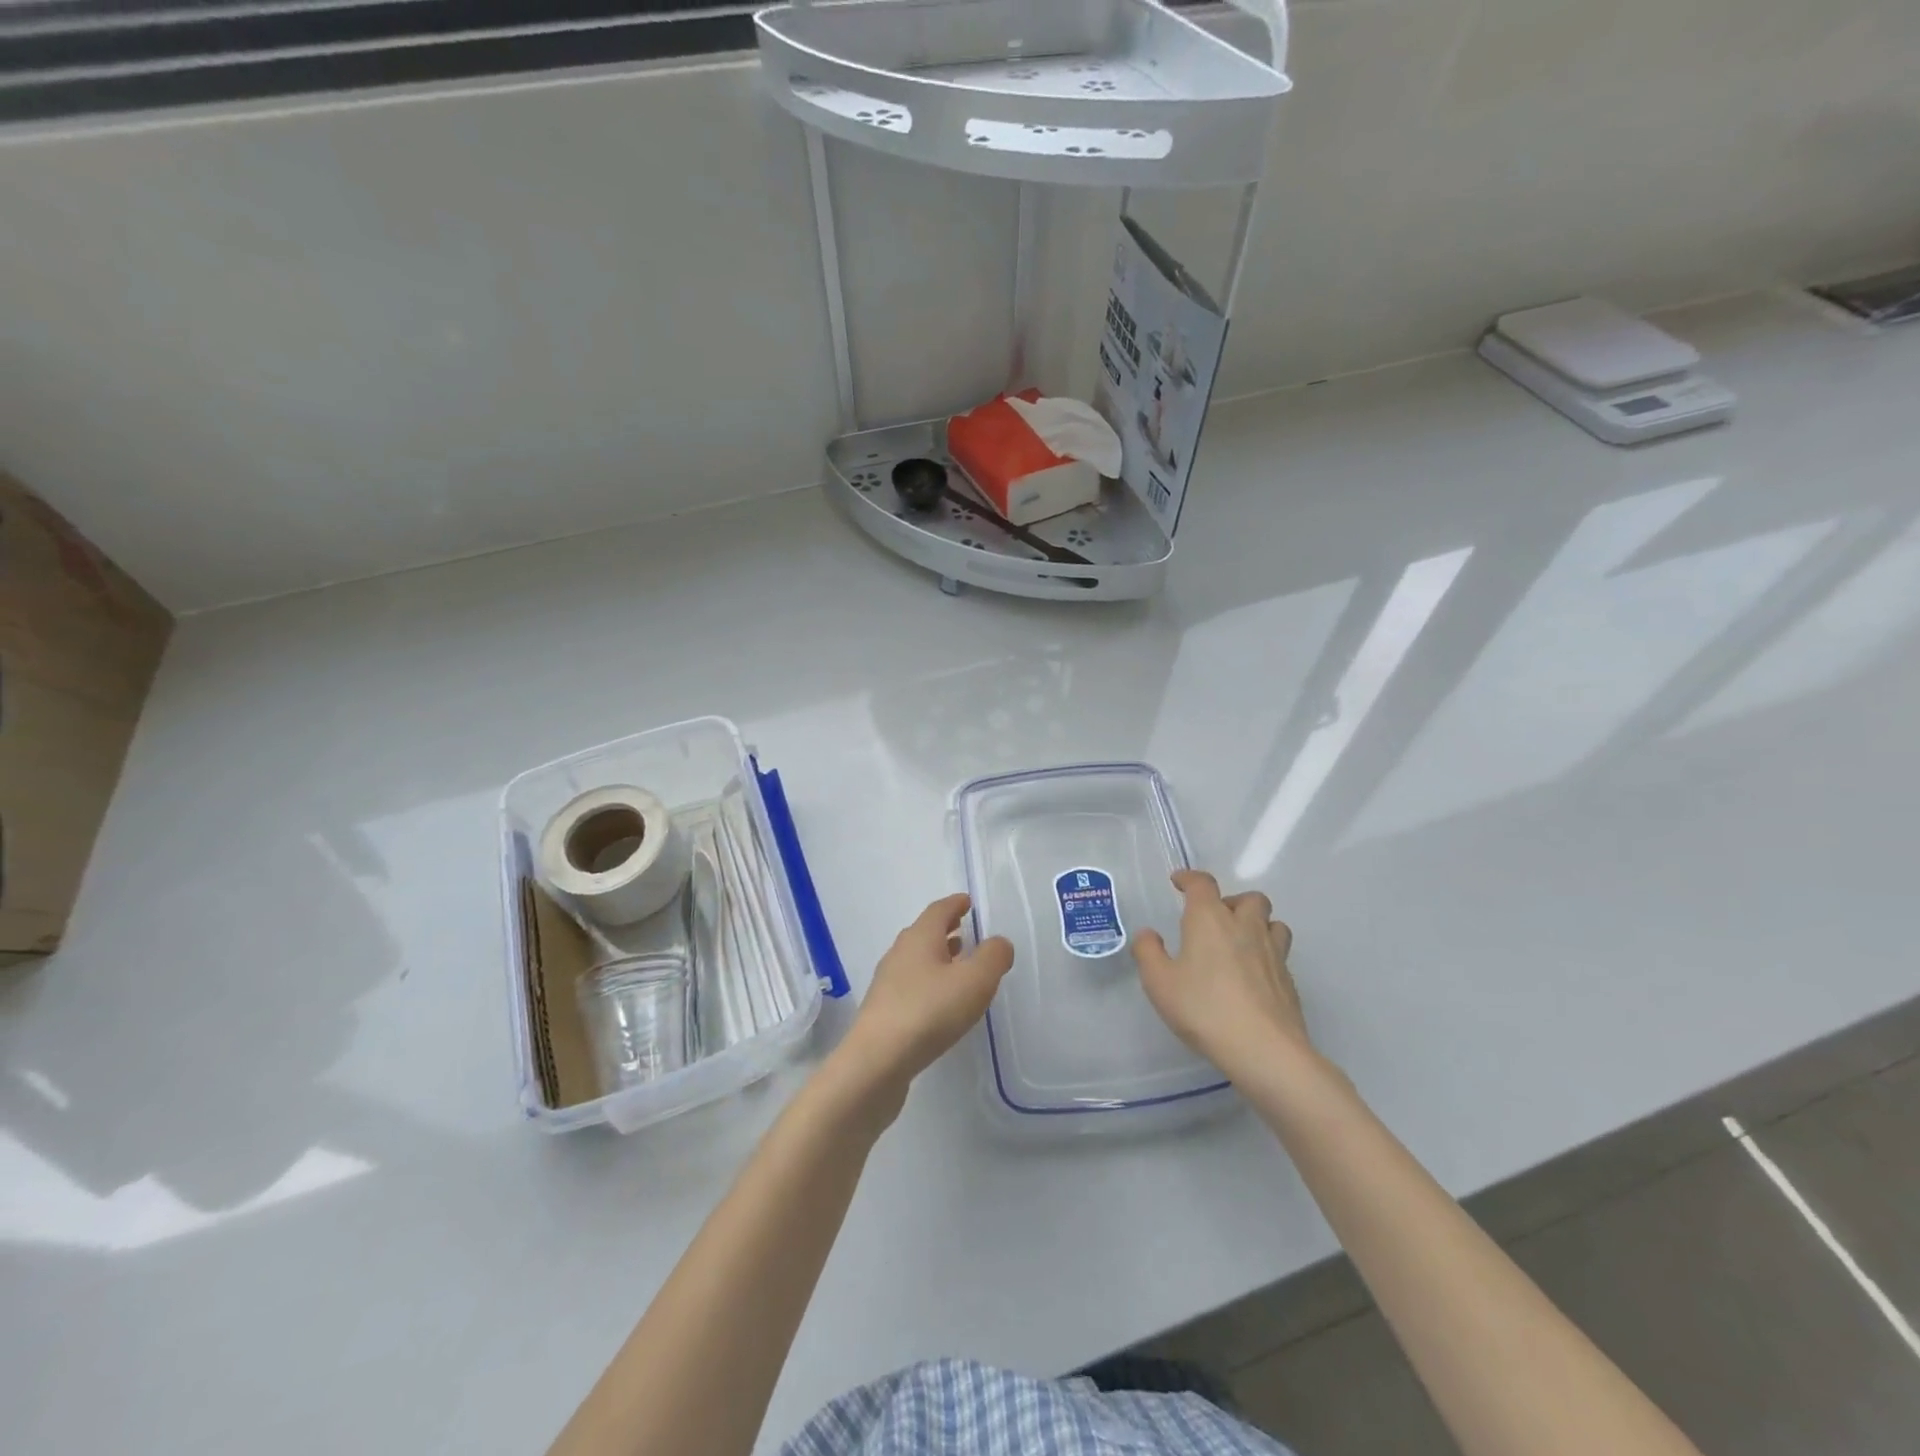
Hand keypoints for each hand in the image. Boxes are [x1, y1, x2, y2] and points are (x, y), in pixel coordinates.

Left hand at [838, 893, 1014, 1090]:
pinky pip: (911, 986)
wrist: (877, 1061)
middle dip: (946, 930)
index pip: (938, 910)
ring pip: (916, 960)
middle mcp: (899, 953)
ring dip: (937, 958)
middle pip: (924, 933)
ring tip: (958, 966)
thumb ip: (993, 957)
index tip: (967, 902)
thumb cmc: (929, 1011)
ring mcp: (887, 983)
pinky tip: (940, 1003)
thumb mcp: (975, 981)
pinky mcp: (883, 1011)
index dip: (955, 904)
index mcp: (920, 937)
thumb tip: (999, 942)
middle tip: (965, 931)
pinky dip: (929, 983)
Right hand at [1133, 870, 1311, 1080]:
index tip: (1179, 881)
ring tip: (1240, 943)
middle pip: (1249, 898)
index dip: (1189, 878)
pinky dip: (1266, 955)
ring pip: (1273, 922)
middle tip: (1215, 920)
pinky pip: (1280, 954)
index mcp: (1210, 919)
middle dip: (1232, 901)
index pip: (1202, 884)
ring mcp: (1273, 953)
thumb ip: (1148, 953)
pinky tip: (1253, 977)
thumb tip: (1149, 934)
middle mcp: (1245, 927)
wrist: (1264, 1049)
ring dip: (1257, 924)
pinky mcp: (1289, 980)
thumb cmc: (1204, 1008)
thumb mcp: (1159, 982)